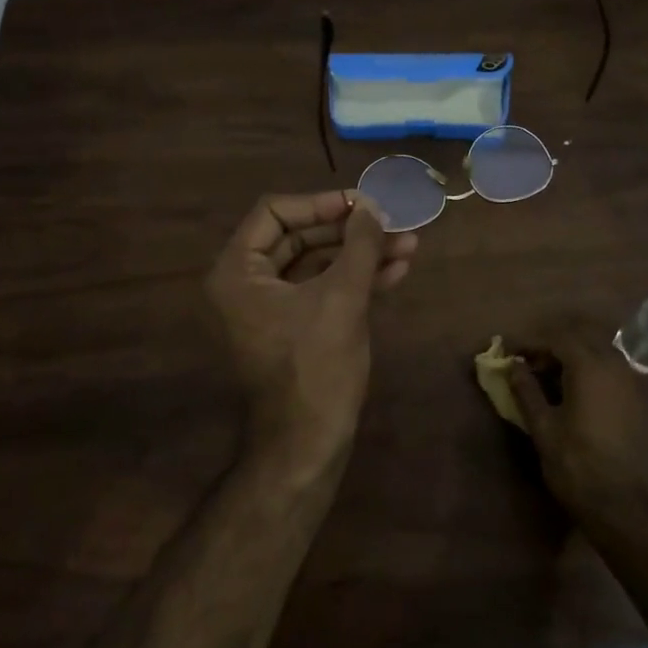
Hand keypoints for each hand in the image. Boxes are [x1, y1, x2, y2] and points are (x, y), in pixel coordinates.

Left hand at [206, 191, 417, 473]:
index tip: (362, 204)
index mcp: (238, 271)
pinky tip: (396, 271)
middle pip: (299, 236)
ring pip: (317, 263)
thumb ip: (359, 245)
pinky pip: (322, 289)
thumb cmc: (316, 366)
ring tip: (409, 245)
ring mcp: (271, 307)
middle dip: (350, 231)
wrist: (307, 444)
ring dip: (361, 254)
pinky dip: (355, 279)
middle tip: (392, 223)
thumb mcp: (342, 297)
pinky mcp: (294, 326)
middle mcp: (247, 283)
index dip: (321, 203)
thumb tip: (371, 205)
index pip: (275, 212)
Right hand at [506, 321, 647, 514]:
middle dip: (551, 346)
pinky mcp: (634, 398)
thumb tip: (514, 365)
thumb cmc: (575, 463)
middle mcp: (612, 365)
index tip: (510, 354)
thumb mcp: (543, 426)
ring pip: (596, 350)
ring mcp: (627, 381)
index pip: (556, 339)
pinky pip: (608, 367)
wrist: (619, 503)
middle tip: (528, 364)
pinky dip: (588, 368)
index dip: (531, 343)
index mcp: (588, 367)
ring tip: (548, 377)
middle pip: (579, 338)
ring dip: (571, 356)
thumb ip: (526, 390)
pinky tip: (572, 390)